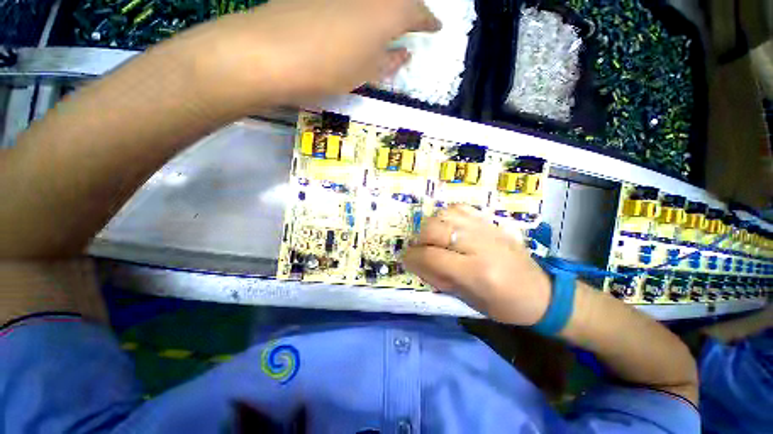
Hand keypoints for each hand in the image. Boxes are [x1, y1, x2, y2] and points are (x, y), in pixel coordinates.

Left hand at [173, 0, 440, 110]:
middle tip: (414, 21)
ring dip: (386, 6)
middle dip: (410, 7)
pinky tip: (358, 15)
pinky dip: (362, 7)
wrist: (270, 51)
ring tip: (389, 19)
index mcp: (387, 12)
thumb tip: (403, 53)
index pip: (417, 13)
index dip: (428, 21)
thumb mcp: (365, 74)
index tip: (436, 28)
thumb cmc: (327, 69)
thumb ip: (387, 63)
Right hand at [403, 205, 551, 325]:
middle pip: (434, 229)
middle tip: (420, 250)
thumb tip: (415, 262)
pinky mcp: (490, 222)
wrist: (541, 291)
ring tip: (433, 239)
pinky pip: (459, 208)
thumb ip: (439, 278)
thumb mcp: (469, 300)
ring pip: (444, 215)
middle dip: (419, 240)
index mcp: (476, 271)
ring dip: (431, 226)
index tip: (406, 259)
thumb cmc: (505, 305)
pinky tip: (447, 227)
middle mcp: (479, 244)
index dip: (412, 257)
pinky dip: (446, 216)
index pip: (431, 256)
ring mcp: (485, 228)